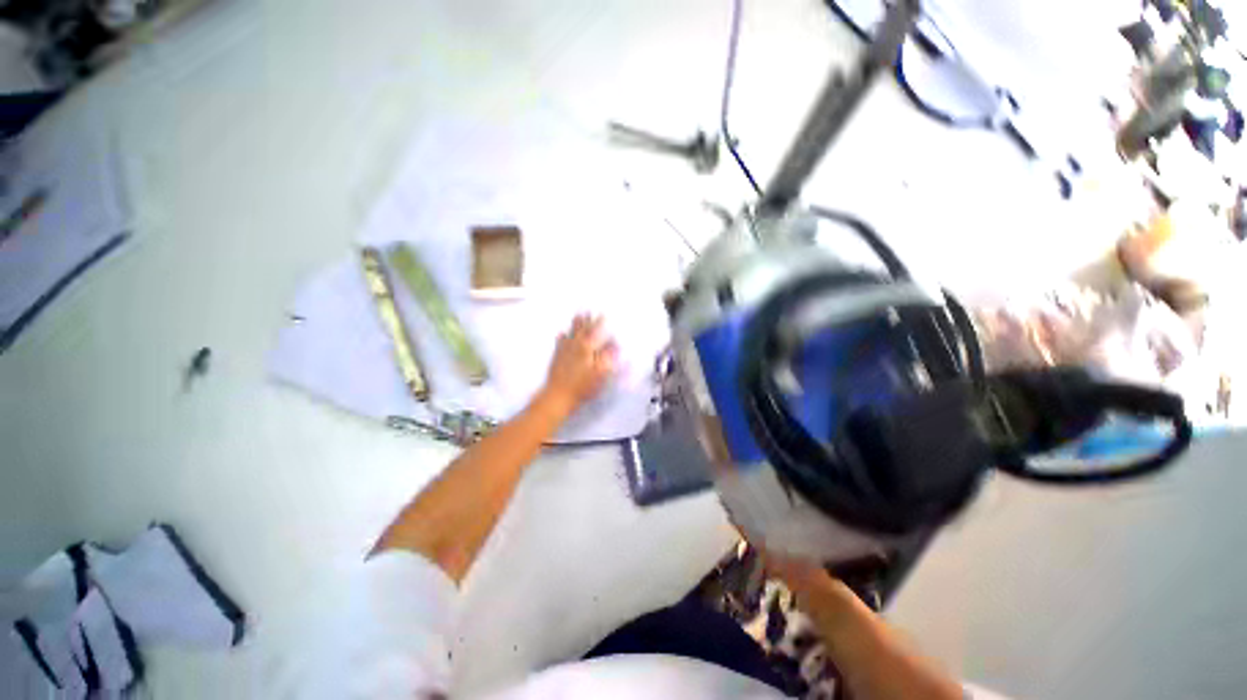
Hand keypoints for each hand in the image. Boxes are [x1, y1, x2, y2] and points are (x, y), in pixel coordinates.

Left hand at [540, 314, 618, 416]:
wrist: (557, 395)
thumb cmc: (581, 386)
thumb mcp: (600, 373)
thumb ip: (608, 358)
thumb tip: (615, 348)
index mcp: (587, 348)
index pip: (595, 332)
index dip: (600, 323)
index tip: (604, 315)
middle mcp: (575, 345)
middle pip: (582, 329)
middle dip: (587, 320)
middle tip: (589, 310)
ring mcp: (564, 350)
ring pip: (571, 333)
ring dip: (575, 324)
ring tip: (577, 315)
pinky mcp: (556, 357)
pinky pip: (559, 343)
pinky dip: (561, 337)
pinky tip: (561, 334)